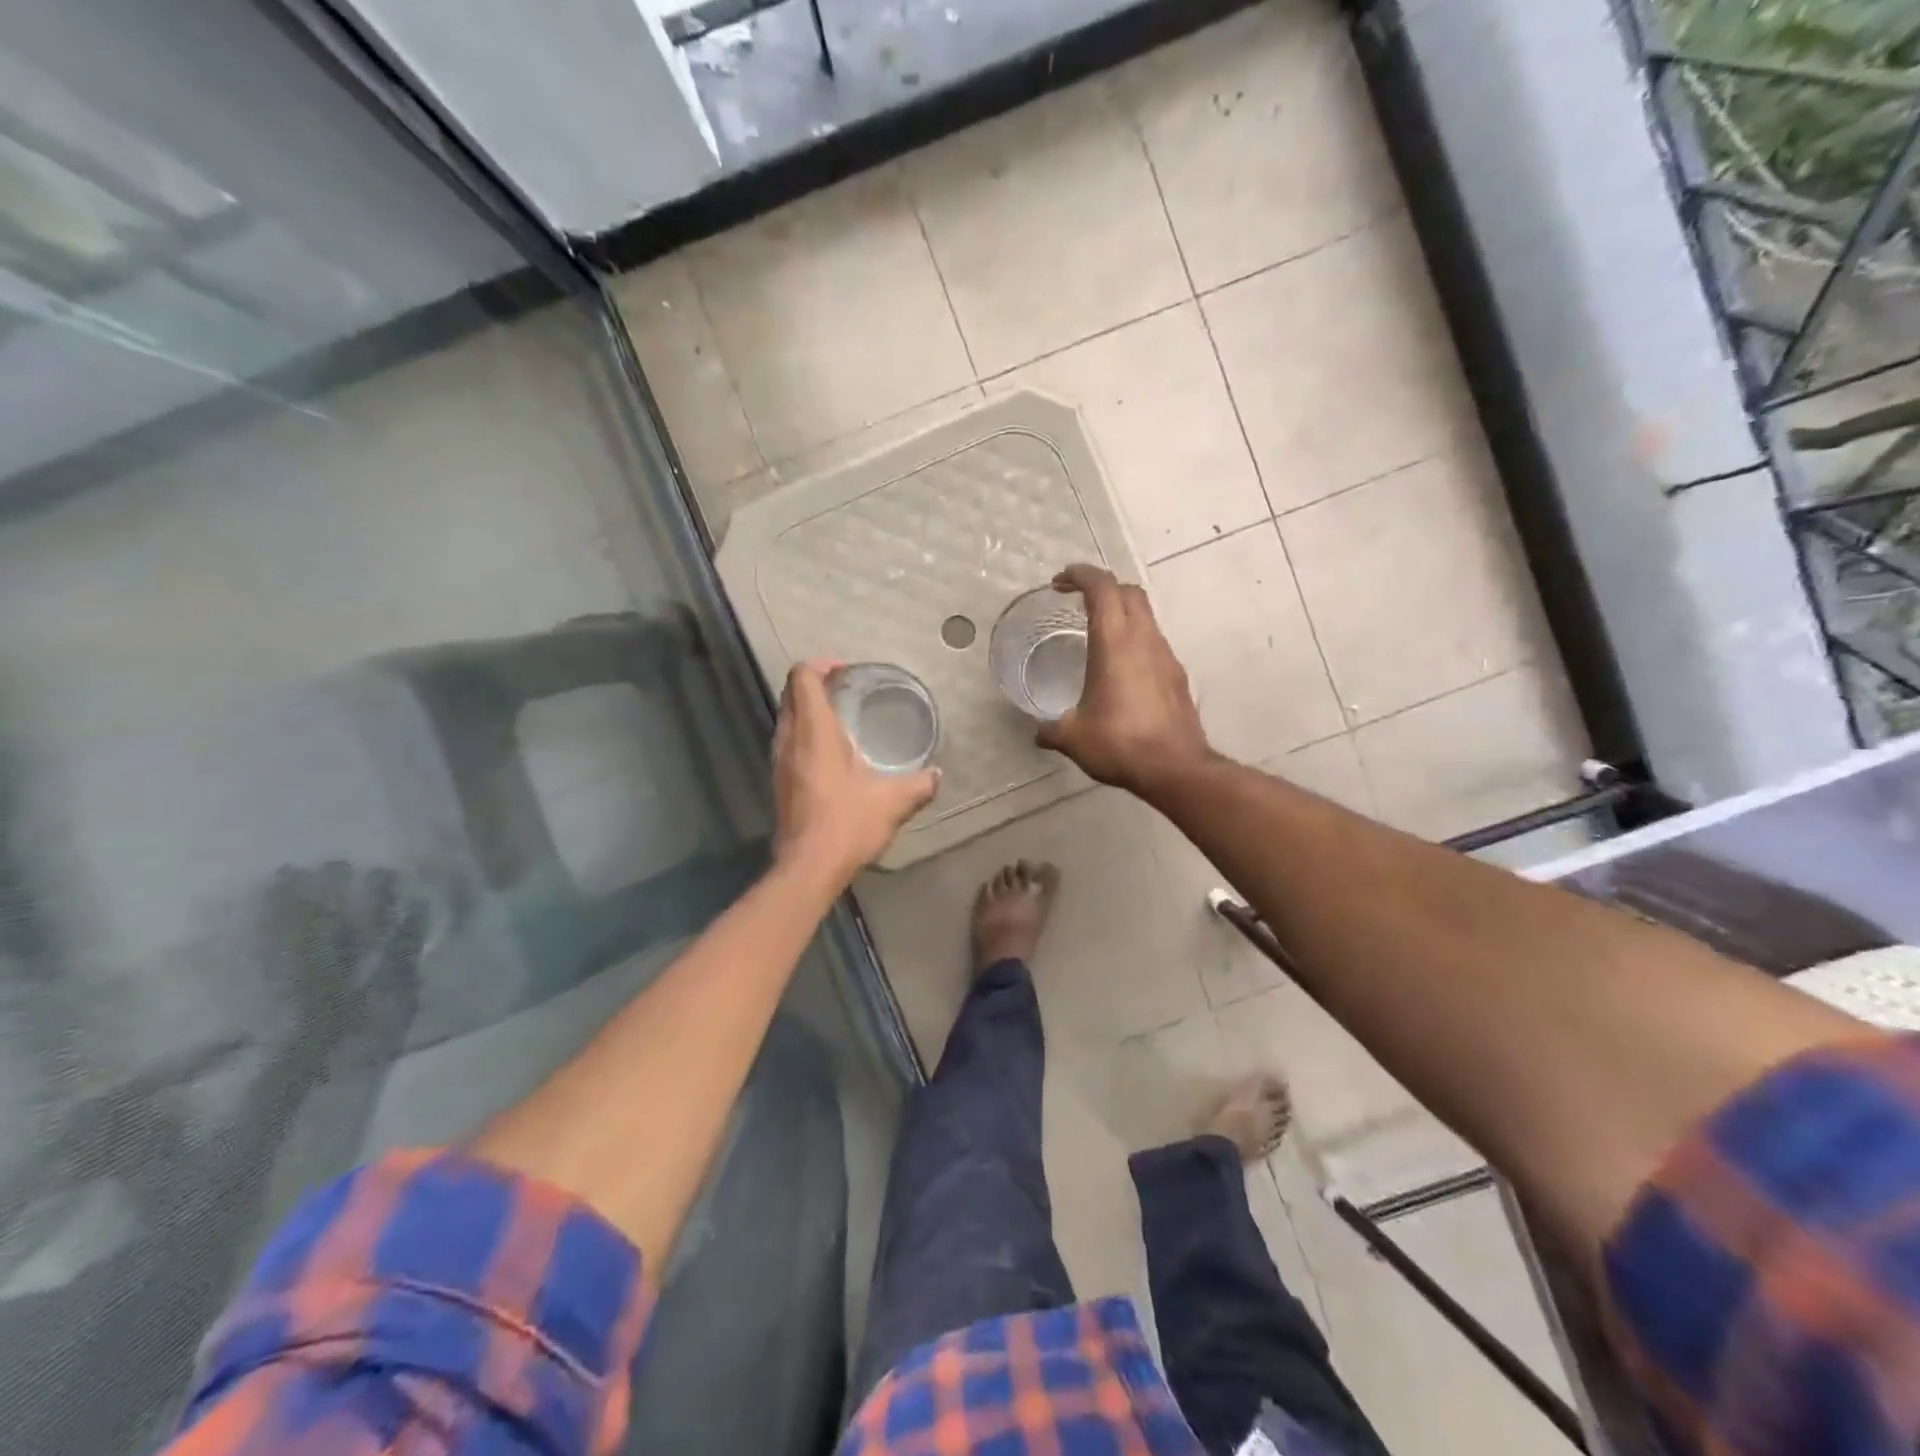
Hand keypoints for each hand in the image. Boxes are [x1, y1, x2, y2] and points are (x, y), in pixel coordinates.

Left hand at [773, 661, 939, 885]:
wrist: (807, 867)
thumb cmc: (847, 824)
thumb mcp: (892, 802)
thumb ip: (918, 785)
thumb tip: (936, 776)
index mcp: (814, 731)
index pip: (803, 678)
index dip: (820, 664)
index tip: (845, 669)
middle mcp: (789, 740)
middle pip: (792, 694)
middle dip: (815, 684)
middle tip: (846, 688)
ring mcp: (779, 762)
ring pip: (787, 719)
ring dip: (808, 710)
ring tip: (840, 718)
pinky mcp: (779, 783)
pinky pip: (787, 743)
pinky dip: (805, 735)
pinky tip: (831, 755)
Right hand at [1036, 564, 1212, 794]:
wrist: (1175, 767)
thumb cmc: (1120, 743)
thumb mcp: (1073, 737)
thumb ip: (1051, 729)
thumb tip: (1038, 732)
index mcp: (1114, 642)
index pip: (1101, 587)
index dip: (1080, 575)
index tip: (1060, 582)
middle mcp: (1143, 639)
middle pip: (1128, 592)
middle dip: (1102, 588)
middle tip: (1078, 602)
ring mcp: (1165, 655)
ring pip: (1145, 615)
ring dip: (1121, 613)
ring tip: (1097, 634)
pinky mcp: (1176, 675)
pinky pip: (1153, 641)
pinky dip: (1135, 639)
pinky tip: (1121, 668)